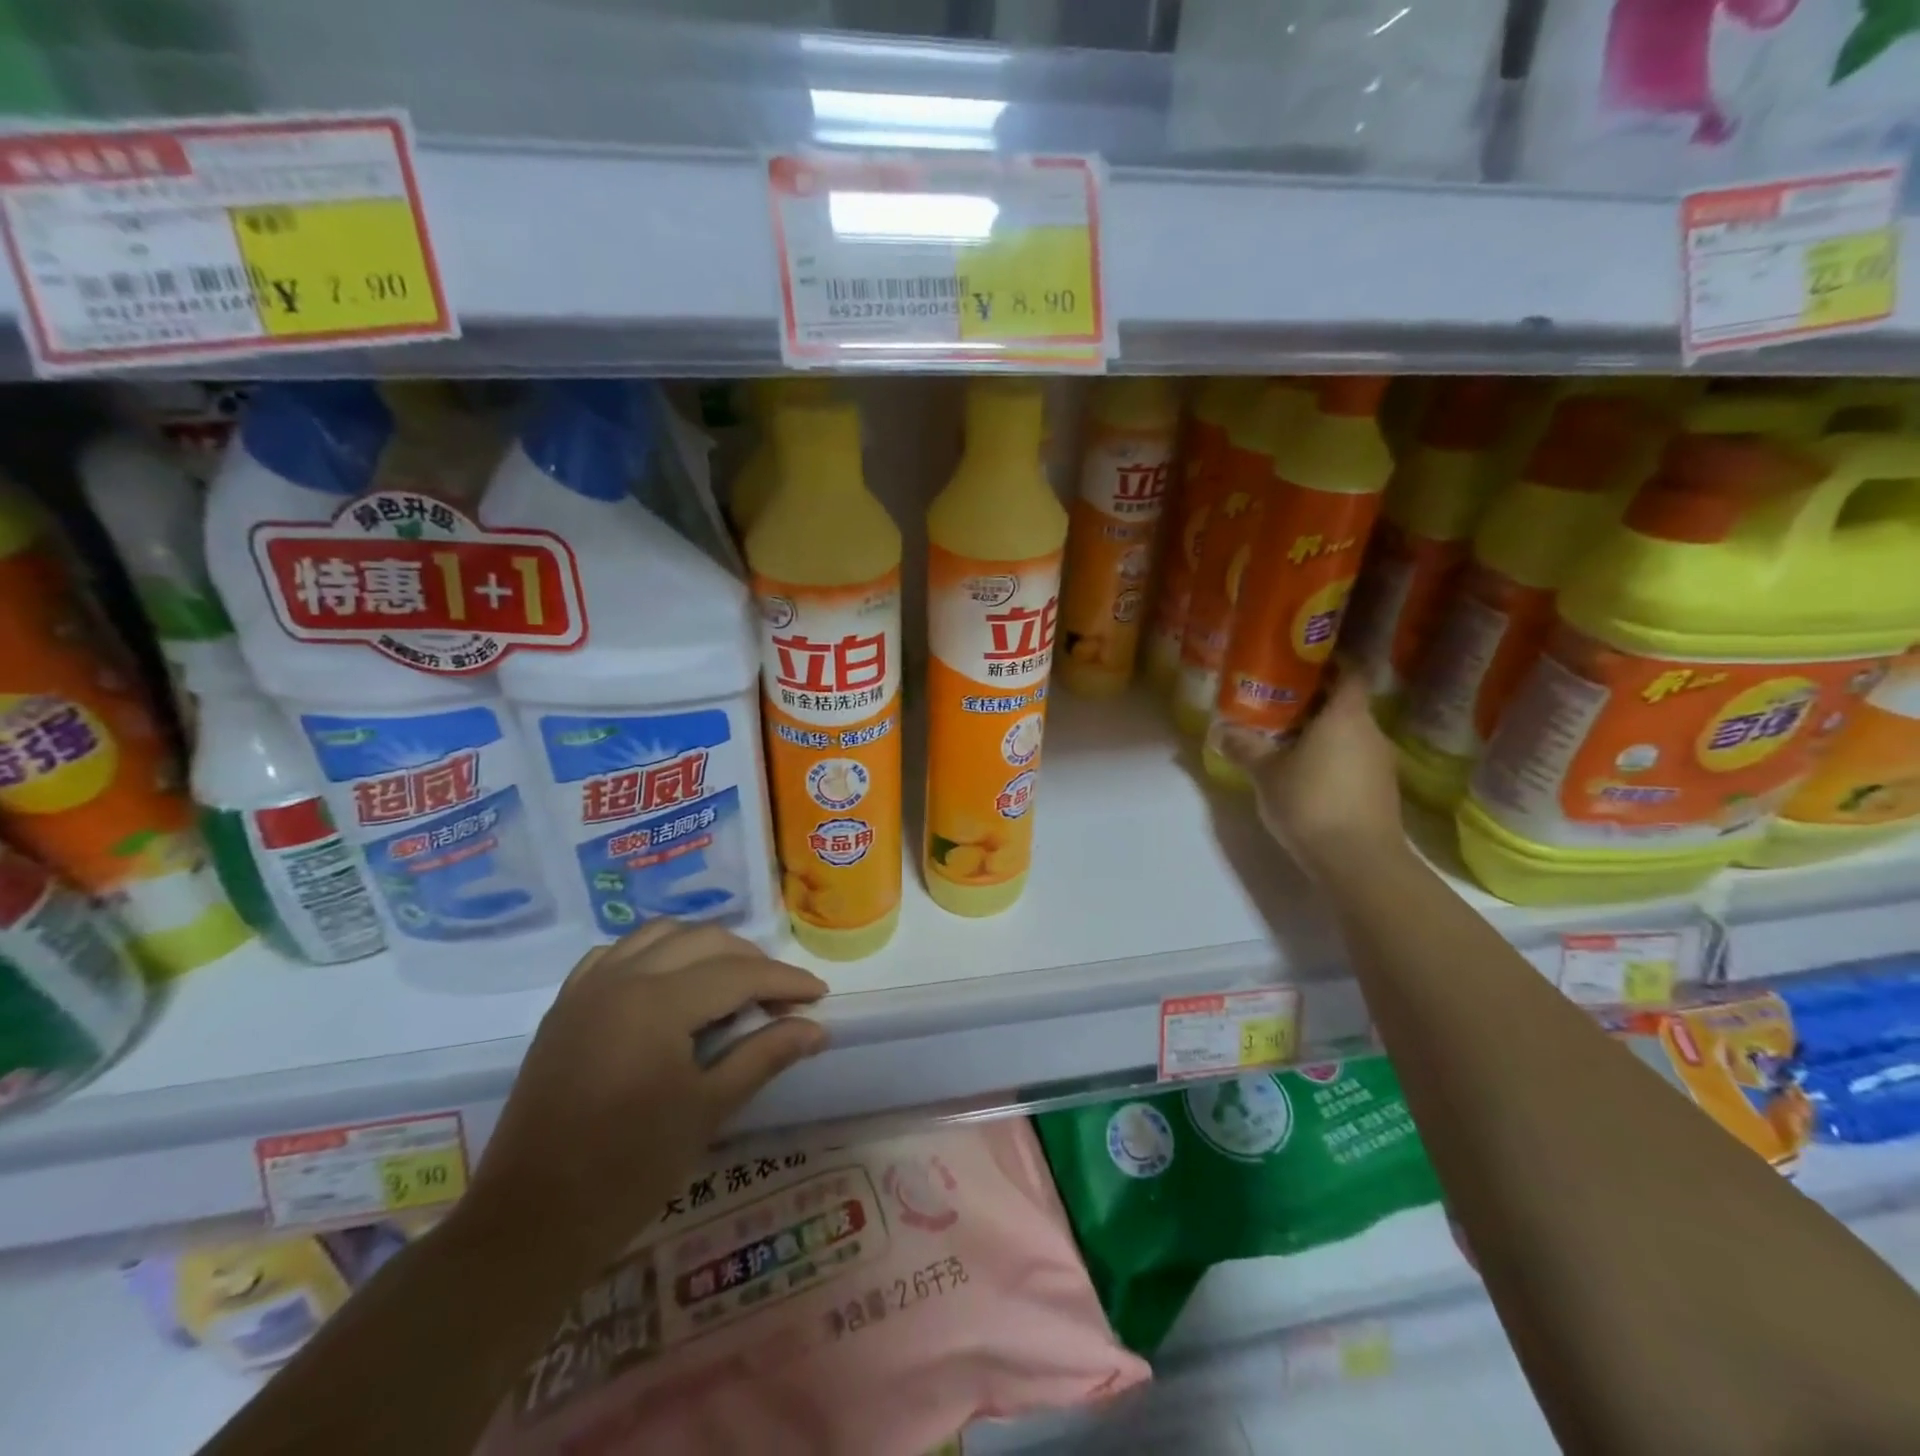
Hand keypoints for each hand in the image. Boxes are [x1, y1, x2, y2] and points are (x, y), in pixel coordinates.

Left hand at [466, 922, 828, 1269]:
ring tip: (731, 984)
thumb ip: (764, 1055)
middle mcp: (621, 977)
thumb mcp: (708, 1110)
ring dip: (704, 948)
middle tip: (779, 998)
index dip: (785, 982)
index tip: (819, 995)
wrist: (529, 1224)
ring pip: (660, 935)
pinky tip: (669, 984)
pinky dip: (655, 955)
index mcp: (657, 1003)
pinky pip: (617, 954)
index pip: (738, 973)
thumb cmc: (628, 1171)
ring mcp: (587, 988)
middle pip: (703, 940)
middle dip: (750, 961)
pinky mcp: (565, 1006)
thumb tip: (816, 1027)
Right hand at [1227, 668, 1405, 882]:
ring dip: (1323, 736)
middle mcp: (1371, 732)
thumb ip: (1245, 747)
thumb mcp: (1266, 773)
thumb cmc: (1310, 801)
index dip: (1329, 665)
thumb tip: (1220, 731)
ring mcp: (1382, 763)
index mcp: (1346, 715)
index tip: (1302, 665)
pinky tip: (1307, 777)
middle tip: (1279, 707)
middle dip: (1315, 704)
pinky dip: (1333, 761)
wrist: (1358, 860)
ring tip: (1287, 744)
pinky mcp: (1382, 792)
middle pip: (1346, 706)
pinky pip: (1355, 762)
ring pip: (1350, 736)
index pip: (1349, 673)